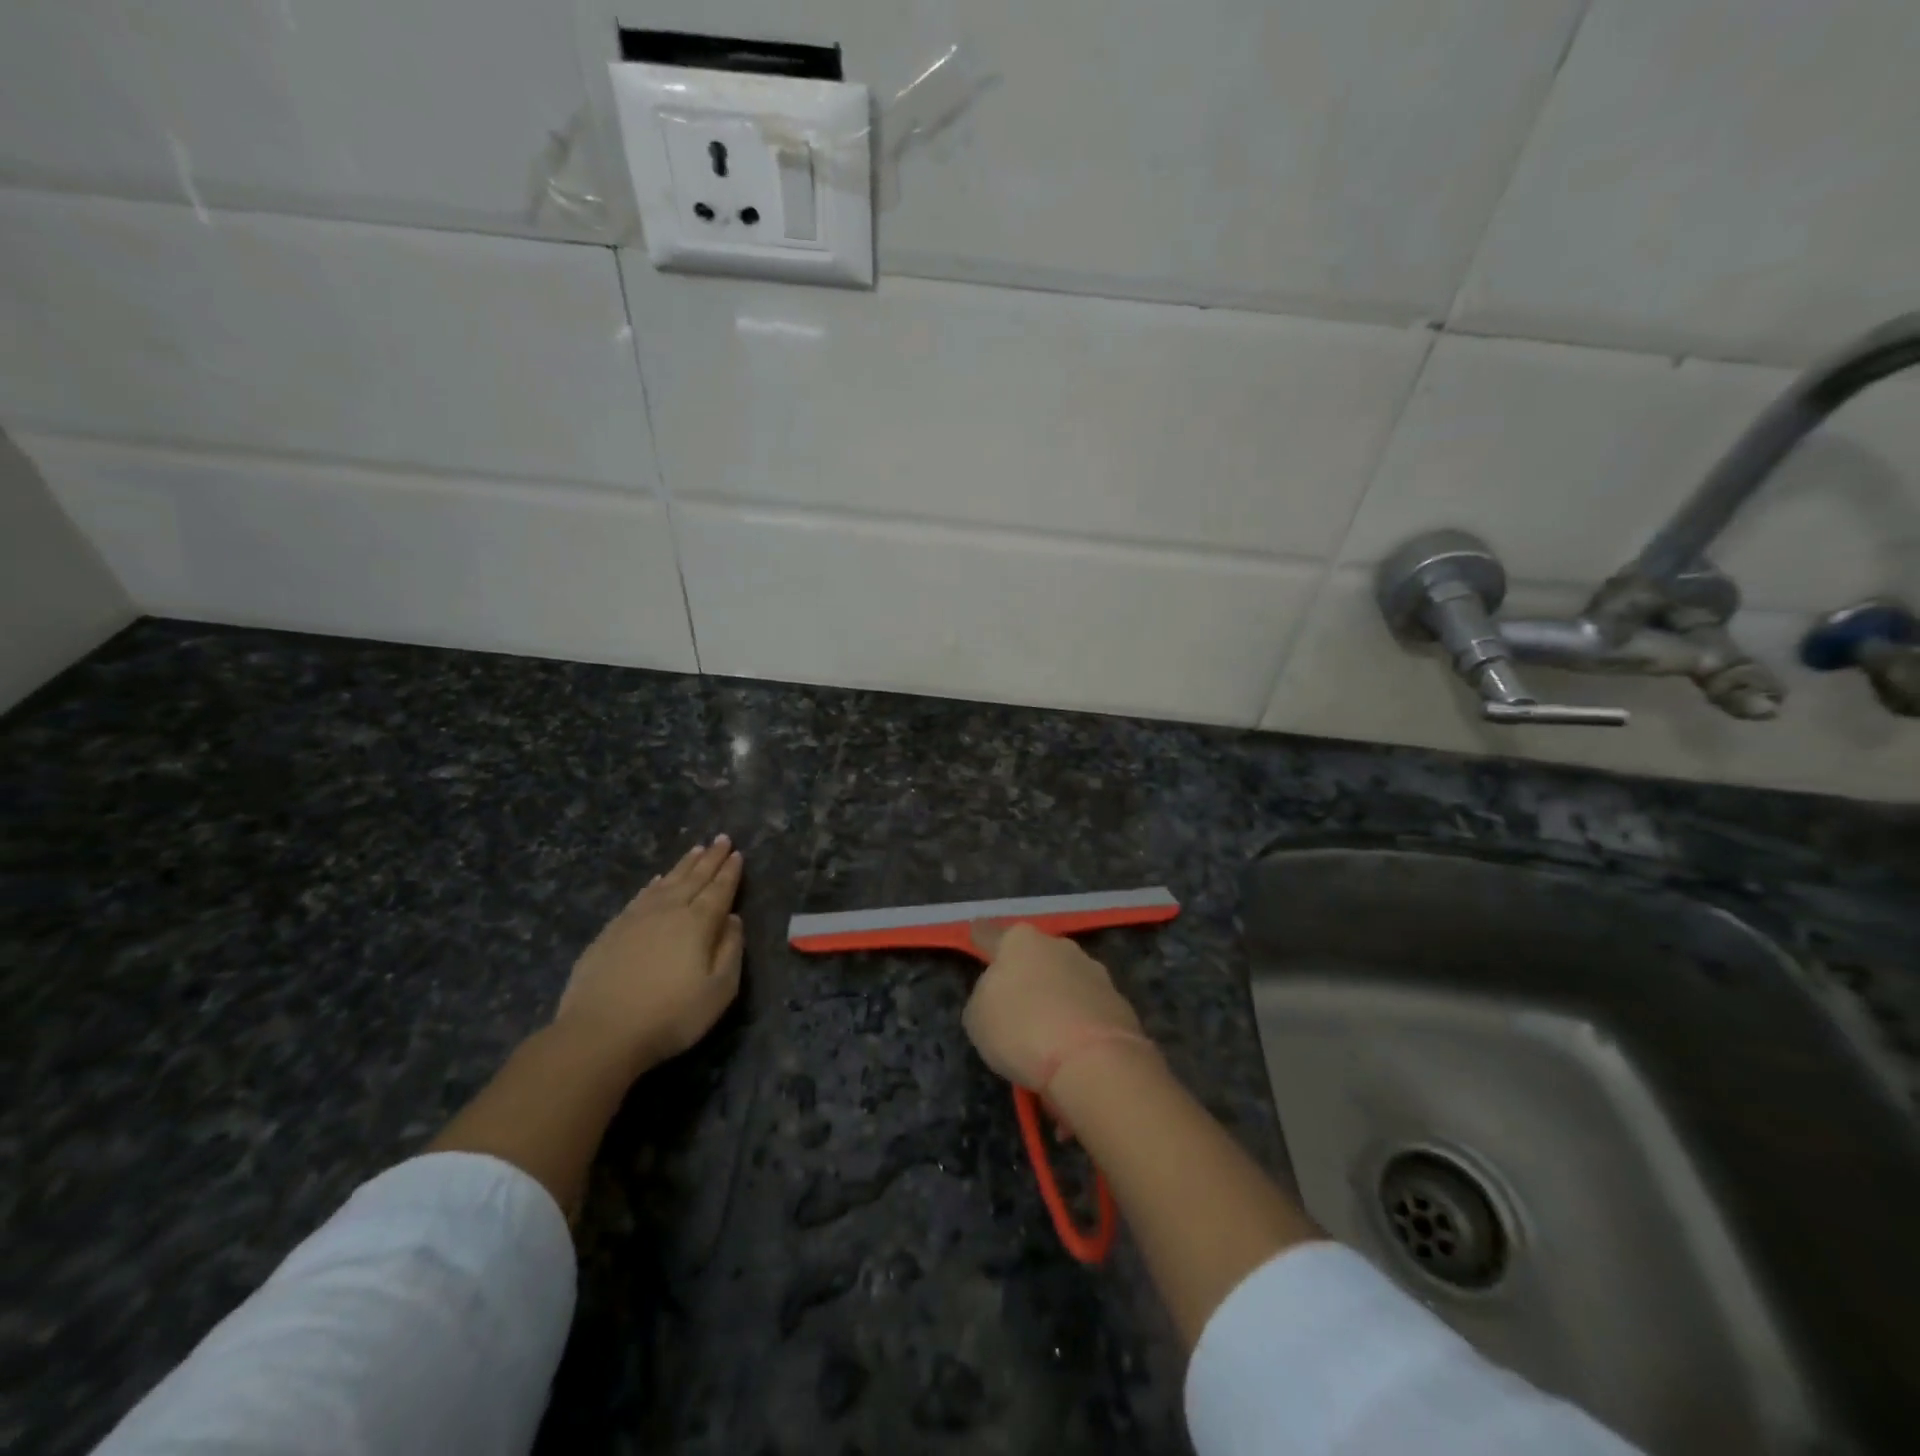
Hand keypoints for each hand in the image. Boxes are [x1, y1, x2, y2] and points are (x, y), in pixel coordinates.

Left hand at [554, 836, 744, 1072]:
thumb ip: (731, 951)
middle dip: (710, 858)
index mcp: (698, 923)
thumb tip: (733, 919)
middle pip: (694, 878)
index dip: (730, 872)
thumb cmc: (670, 1016)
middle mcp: (669, 911)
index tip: (738, 853)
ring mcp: (636, 918)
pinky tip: (657, 879)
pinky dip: (653, 884)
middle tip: (722, 838)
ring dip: (684, 865)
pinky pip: (640, 896)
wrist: (600, 1033)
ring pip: (667, 882)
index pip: (719, 890)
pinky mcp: (611, 931)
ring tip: (696, 849)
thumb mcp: (719, 991)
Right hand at [962, 922, 1151, 1091]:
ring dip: (1056, 997)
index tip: (976, 931)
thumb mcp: (978, 1018)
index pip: (990, 934)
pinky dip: (1079, 1022)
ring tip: (1048, 1033)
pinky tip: (1073, 1049)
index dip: (980, 936)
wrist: (1092, 1061)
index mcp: (1019, 941)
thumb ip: (986, 996)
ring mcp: (1093, 970)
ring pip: (1065, 979)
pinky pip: (1088, 1008)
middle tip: (1016, 1003)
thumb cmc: (1020, 1029)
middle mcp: (1058, 946)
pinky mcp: (1119, 1000)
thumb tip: (1002, 995)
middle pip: (1035, 955)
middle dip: (1027, 972)